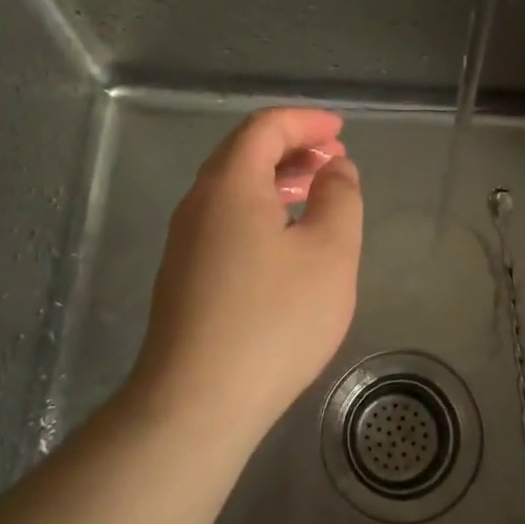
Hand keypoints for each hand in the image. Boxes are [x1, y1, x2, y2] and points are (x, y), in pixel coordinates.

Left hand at [130, 108, 363, 436]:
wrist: (197, 402)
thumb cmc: (274, 320)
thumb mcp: (330, 254)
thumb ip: (340, 199)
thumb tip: (335, 170)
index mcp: (230, 185)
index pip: (265, 127)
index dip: (306, 121)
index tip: (340, 131)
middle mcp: (198, 204)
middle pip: (243, 153)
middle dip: (292, 147)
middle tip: (333, 160)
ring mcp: (185, 242)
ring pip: (232, 189)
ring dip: (275, 180)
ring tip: (315, 193)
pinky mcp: (184, 277)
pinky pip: (225, 220)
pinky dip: (260, 210)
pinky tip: (286, 241)